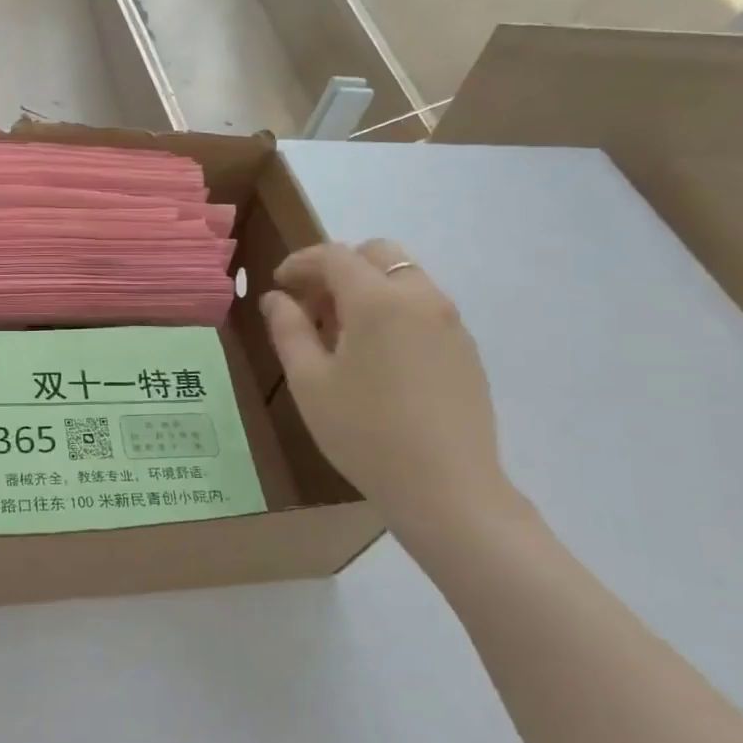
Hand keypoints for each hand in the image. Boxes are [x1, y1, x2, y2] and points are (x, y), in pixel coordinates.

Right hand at [260, 239, 514, 531]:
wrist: (447, 488)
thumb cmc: (364, 433)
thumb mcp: (309, 382)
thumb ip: (288, 330)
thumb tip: (277, 298)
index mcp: (378, 301)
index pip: (335, 256)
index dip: (301, 262)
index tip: (279, 284)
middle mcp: (420, 297)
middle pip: (378, 254)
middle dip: (339, 267)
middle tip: (313, 304)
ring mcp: (450, 322)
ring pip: (404, 277)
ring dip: (368, 287)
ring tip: (342, 333)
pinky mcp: (465, 347)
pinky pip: (424, 306)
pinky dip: (394, 309)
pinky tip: (377, 356)